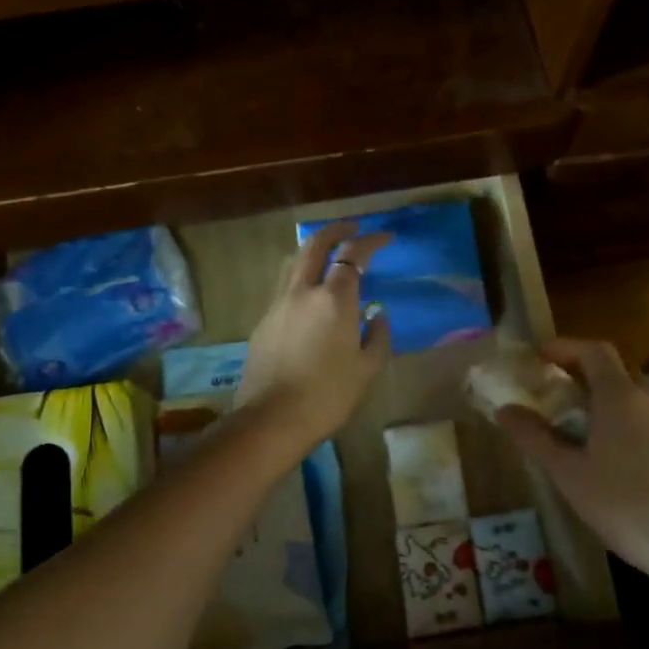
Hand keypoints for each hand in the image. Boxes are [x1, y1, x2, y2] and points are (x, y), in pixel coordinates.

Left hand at [237, 221, 392, 454]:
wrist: (271, 419)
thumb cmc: (328, 396)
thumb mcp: (367, 370)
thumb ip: (378, 336)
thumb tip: (377, 314)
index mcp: (334, 299)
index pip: (352, 255)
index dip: (370, 241)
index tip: (385, 238)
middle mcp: (302, 291)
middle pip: (315, 245)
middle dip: (336, 231)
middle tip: (352, 228)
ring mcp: (278, 305)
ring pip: (294, 263)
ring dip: (313, 250)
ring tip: (328, 254)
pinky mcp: (263, 322)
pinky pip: (285, 287)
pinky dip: (301, 277)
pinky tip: (309, 294)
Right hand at [496, 339, 648, 586]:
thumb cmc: (626, 507)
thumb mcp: (569, 475)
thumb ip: (536, 438)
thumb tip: (505, 409)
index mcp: (621, 398)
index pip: (594, 351)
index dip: (566, 347)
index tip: (541, 356)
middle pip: (618, 371)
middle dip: (585, 373)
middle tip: (558, 392)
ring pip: (640, 397)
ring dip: (610, 400)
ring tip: (587, 428)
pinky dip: (634, 424)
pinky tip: (624, 459)